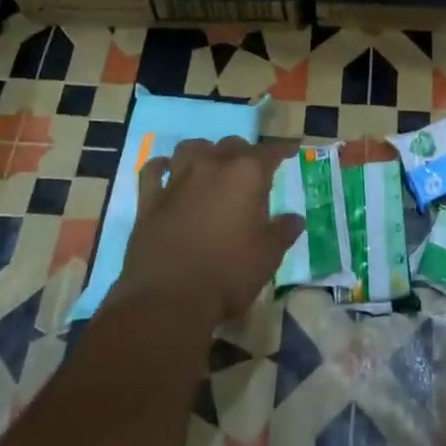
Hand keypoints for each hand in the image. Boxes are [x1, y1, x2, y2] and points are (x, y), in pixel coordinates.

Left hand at [116, 137, 304, 325]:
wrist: (169, 300)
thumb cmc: (228, 274)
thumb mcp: (268, 256)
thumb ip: (283, 232)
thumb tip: (296, 219)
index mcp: (246, 175)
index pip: (270, 151)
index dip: (282, 149)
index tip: (291, 149)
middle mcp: (212, 166)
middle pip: (231, 145)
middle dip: (244, 152)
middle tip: (250, 169)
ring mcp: (177, 180)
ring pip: (190, 148)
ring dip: (203, 151)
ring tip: (210, 164)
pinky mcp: (149, 200)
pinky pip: (153, 170)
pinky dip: (162, 166)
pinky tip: (167, 171)